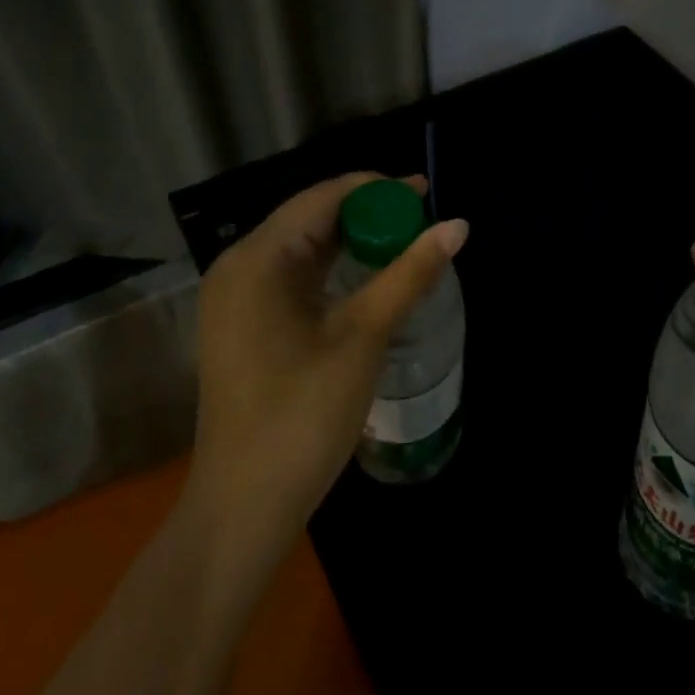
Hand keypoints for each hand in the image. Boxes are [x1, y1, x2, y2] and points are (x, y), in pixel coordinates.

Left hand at [191, 173, 468, 547]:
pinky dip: (333, 270)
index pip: (322, 198)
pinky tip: (368, 277)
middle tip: (423, 219)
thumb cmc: (303, 415)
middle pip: (310, 218)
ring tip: (406, 242)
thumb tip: (457, 225)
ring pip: (303, 249)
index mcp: (257, 259)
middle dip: (367, 214)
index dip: (376, 189)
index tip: (425, 192)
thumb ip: (410, 274)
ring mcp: (237, 298)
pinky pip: (293, 278)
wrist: (244, 506)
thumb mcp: (363, 337)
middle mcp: (239, 266)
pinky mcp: (244, 324)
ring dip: (352, 242)